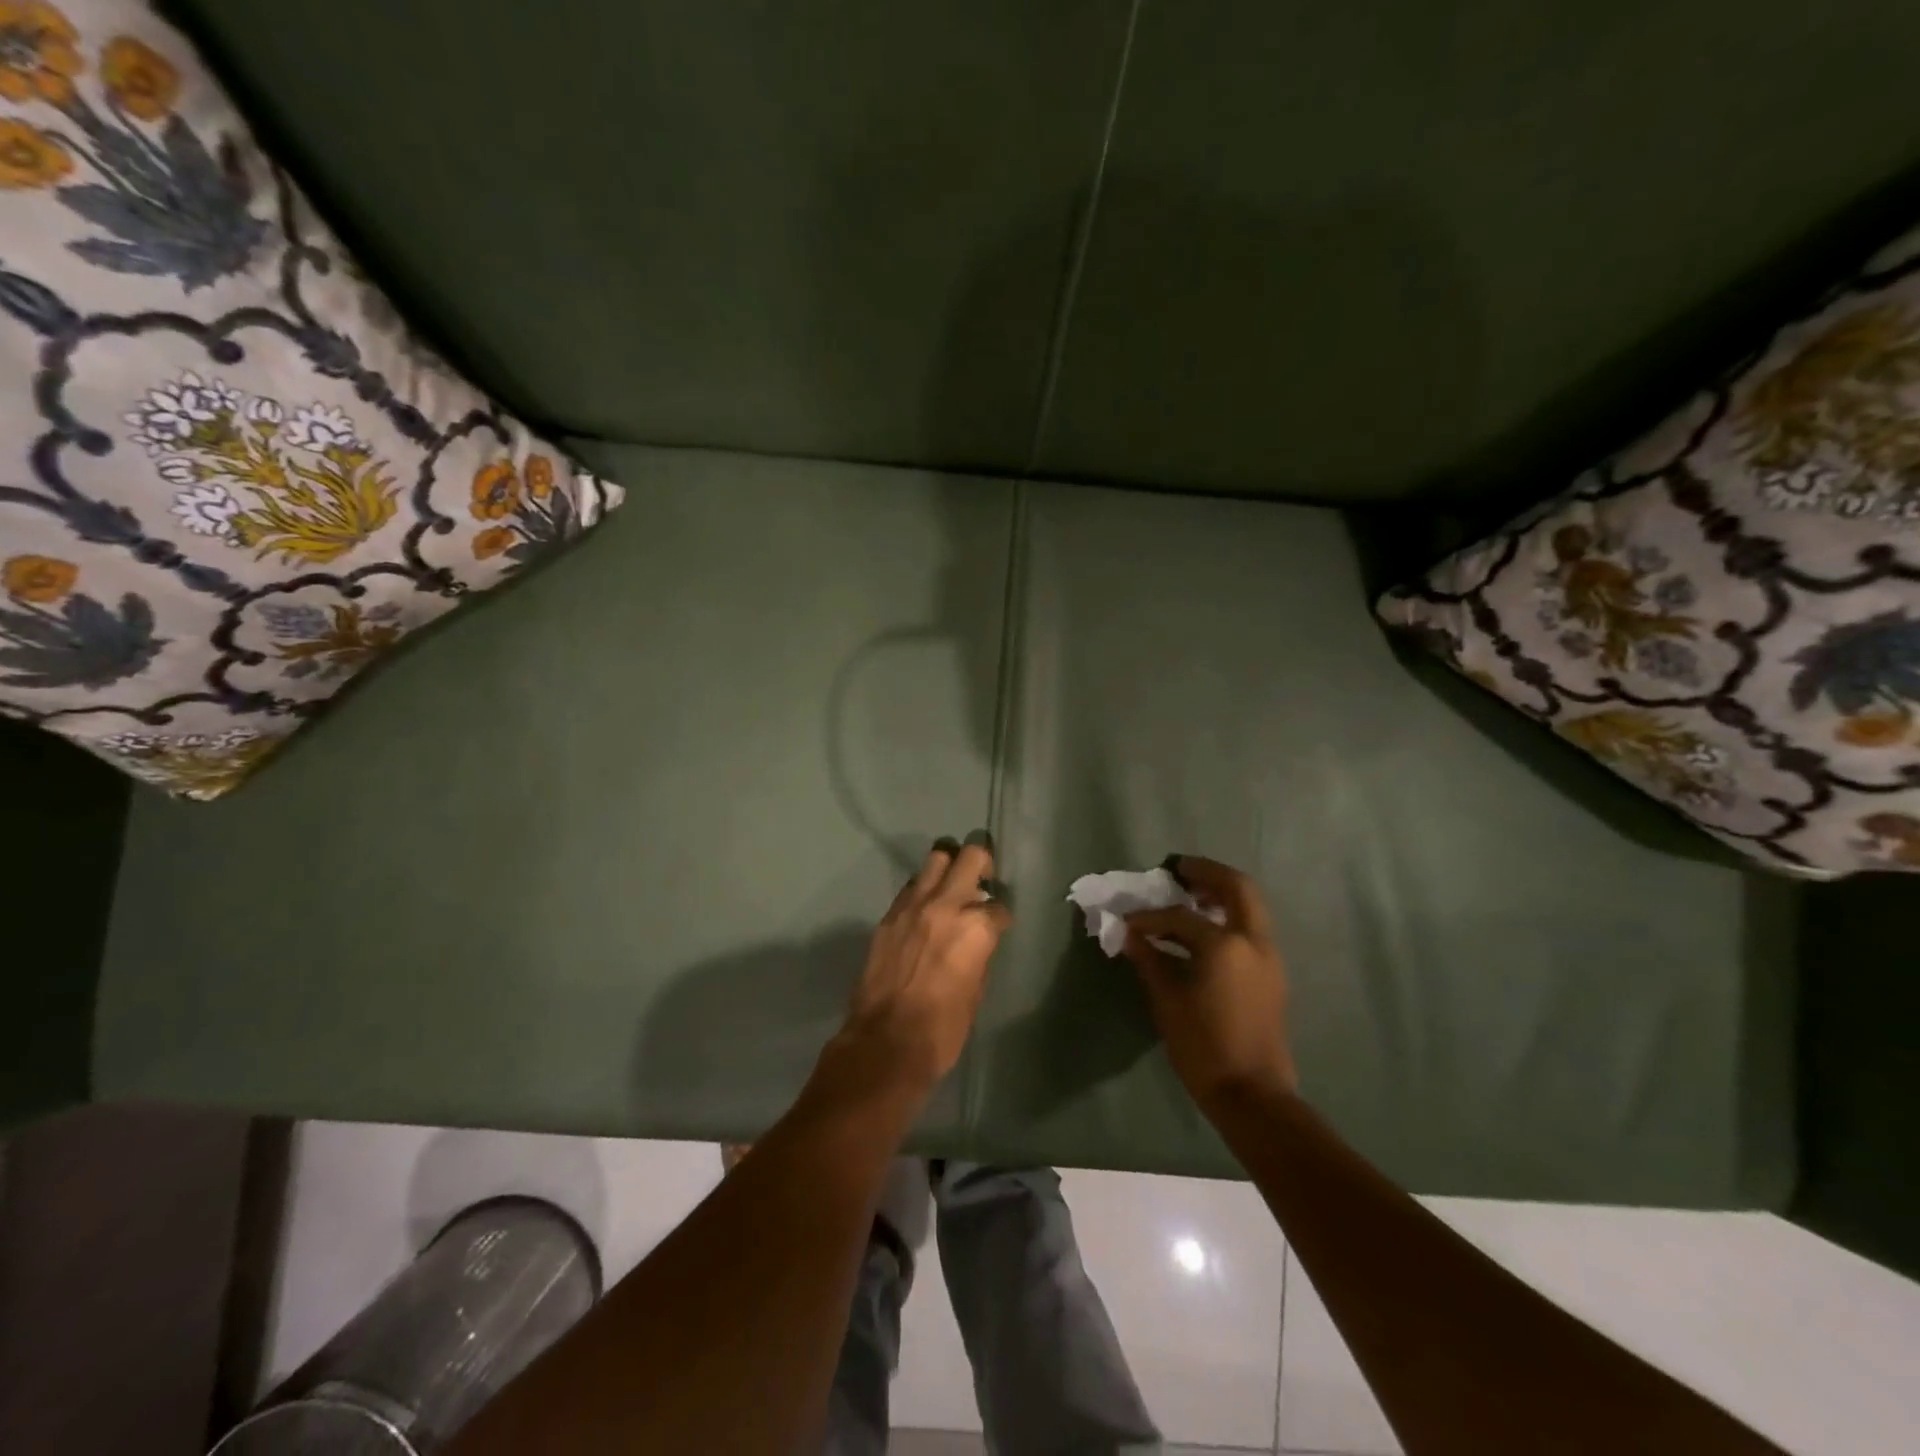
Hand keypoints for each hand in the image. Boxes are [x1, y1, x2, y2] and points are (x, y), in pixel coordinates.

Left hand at [827, 835, 1012, 1101]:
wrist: (885, 1042)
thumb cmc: (942, 1028)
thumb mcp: (976, 991)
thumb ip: (979, 953)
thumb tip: (978, 940)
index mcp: (977, 928)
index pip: (998, 906)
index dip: (1000, 916)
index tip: (997, 925)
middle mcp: (947, 905)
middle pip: (970, 856)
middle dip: (981, 862)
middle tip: (982, 878)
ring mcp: (913, 905)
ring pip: (936, 858)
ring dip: (948, 867)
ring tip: (951, 885)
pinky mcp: (889, 915)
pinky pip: (911, 887)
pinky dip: (922, 890)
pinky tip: (924, 910)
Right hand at [1123, 856, 1296, 1112]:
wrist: (1252, 1095)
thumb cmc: (1204, 1048)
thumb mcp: (1168, 1002)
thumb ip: (1149, 960)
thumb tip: (1128, 934)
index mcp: (1225, 945)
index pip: (1179, 917)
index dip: (1149, 917)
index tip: (1127, 921)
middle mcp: (1253, 941)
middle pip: (1237, 887)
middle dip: (1207, 873)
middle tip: (1178, 870)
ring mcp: (1268, 956)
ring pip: (1250, 905)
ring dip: (1221, 892)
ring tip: (1189, 895)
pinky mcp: (1272, 973)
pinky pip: (1251, 927)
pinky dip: (1230, 915)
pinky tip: (1203, 929)